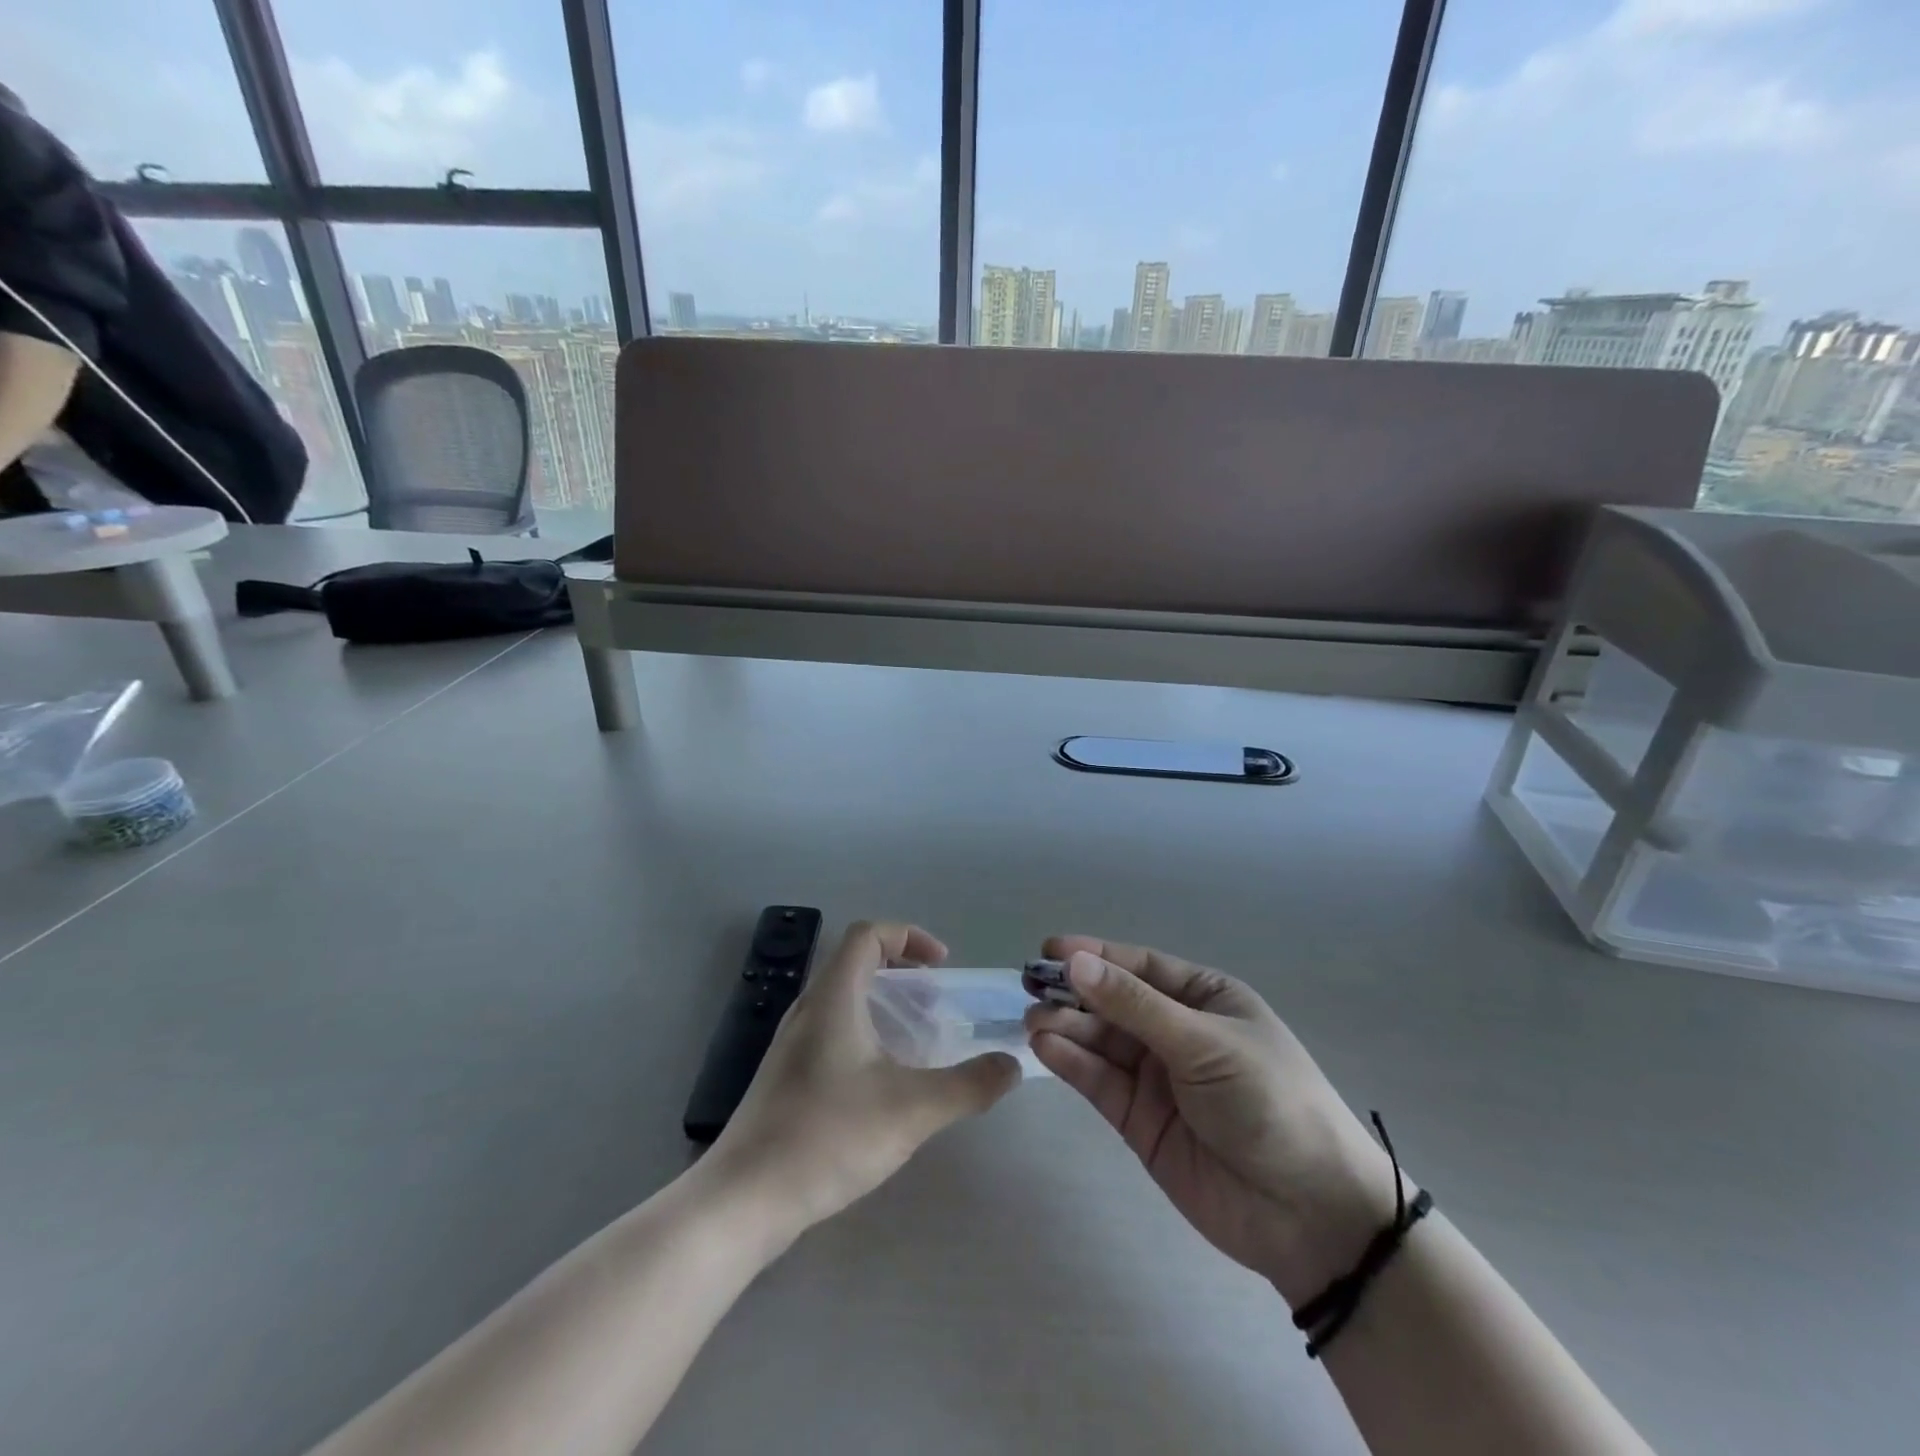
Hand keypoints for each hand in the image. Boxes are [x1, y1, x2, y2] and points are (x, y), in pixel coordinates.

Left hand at [711, 921, 1021, 1237]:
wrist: (744, 1199)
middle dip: (902, 973)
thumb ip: (968, 1085)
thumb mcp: (912, 1109)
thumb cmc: (828, 1136)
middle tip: (937, 1003)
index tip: (942, 966)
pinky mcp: (785, 1078)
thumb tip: (1011, 1066)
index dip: (909, 937)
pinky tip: (883, 1083)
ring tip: (917, 1041)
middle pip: (855, 963)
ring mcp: (791, 1045)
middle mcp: (808, 1009)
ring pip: (843, 1000)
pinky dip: (865, 1035)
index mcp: (833, 997)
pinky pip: (832, 1033)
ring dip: (884, 1006)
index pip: (868, 934)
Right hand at [1026, 937, 1400, 1306]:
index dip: (1095, 956)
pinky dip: (1071, 1063)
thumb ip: (1135, 1006)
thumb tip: (1075, 964)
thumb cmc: (1269, 1101)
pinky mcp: (1139, 1120)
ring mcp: (1156, 1077)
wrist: (1309, 1214)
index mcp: (1205, 999)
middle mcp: (1176, 1031)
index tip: (1050, 949)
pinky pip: (1099, 1081)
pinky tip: (1045, 1047)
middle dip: (1073, 992)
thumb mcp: (1205, 1042)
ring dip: (1066, 1026)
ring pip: (1100, 1041)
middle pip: (1113, 1002)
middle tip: (1030, 985)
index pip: (1140, 967)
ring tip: (1032, 1019)